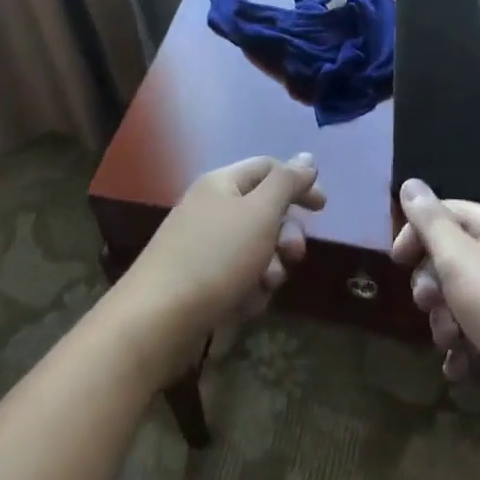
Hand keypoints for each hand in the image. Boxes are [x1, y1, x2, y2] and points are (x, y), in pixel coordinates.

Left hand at [115, 154, 324, 380]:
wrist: (156, 321)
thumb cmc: (215, 258)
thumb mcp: (260, 213)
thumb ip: (287, 183)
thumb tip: (307, 158)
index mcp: (221, 184)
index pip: (268, 169)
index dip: (298, 183)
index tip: (322, 209)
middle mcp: (210, 209)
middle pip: (264, 212)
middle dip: (284, 236)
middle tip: (293, 256)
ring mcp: (202, 247)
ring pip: (254, 251)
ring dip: (267, 270)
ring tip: (261, 288)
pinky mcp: (198, 283)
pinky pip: (237, 279)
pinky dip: (246, 291)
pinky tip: (242, 308)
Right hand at [392, 178, 479, 438]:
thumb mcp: (458, 258)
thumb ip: (429, 221)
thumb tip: (410, 183)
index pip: (447, 212)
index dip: (417, 232)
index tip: (397, 262)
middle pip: (453, 257)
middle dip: (432, 285)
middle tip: (428, 304)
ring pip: (463, 298)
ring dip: (446, 321)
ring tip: (450, 342)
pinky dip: (465, 348)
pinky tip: (459, 368)